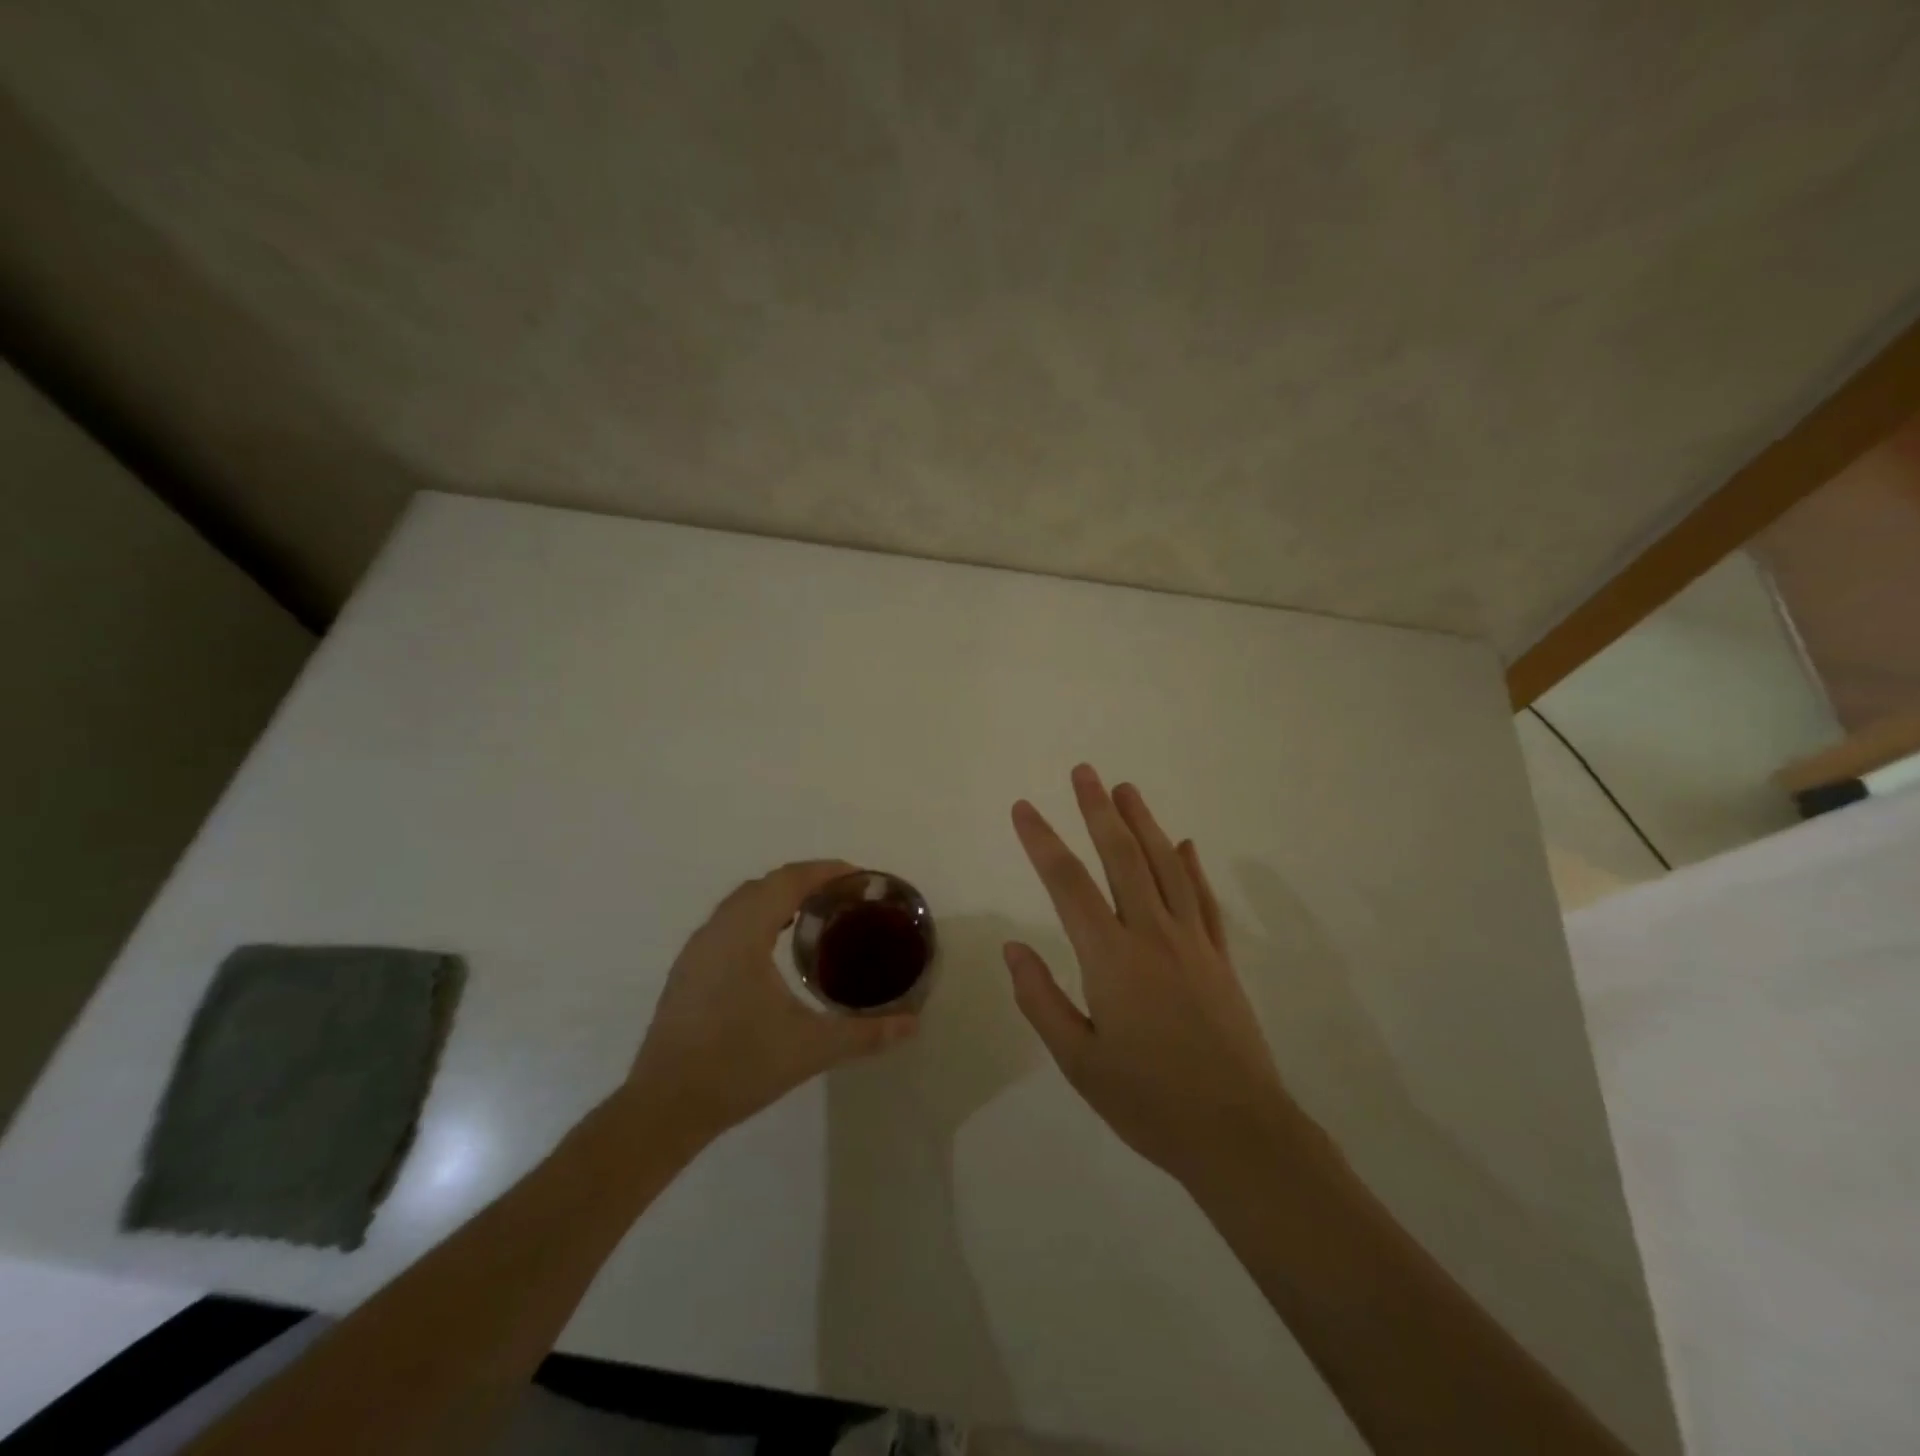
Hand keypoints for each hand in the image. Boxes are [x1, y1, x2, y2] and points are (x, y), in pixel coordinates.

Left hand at [625, 860, 917, 1150]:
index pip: (787, 881)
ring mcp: (696, 951)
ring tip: (814, 917)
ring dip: (777, 899)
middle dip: (805, 881)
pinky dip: (756, 918)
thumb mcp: (811, 1049)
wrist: (663, 1108)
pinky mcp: (687, 972)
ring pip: (741, 903)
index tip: (858, 877)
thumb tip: (912, 1024)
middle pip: (764, 885)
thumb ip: (865, 1034)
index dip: (824, 871)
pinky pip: (727, 924)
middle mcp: (716, 931)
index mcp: (744, 934)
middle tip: (843, 898)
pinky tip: (772, 949)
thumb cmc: (738, 1067)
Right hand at [1005, 766, 1299, 1190]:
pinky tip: (1183, 844)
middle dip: (1099, 810)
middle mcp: (1152, 935)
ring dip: (1144, 823)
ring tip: (1126, 789)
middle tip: (1084, 771)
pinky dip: (1191, 866)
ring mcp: (1192, 942)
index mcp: (1111, 957)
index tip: (1024, 807)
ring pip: (1166, 865)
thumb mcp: (1079, 1060)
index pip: (1068, 883)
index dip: (1042, 840)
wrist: (1238, 1133)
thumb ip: (1040, 999)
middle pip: (1122, 856)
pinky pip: (1202, 899)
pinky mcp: (1220, 958)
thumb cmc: (1148, 1101)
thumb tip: (1012, 947)